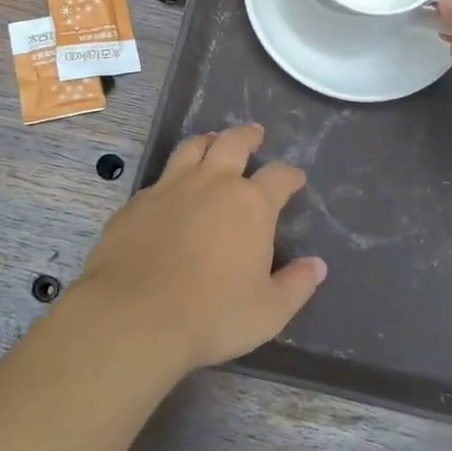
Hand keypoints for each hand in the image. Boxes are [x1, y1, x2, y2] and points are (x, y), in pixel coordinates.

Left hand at [73, 125, 326, 374]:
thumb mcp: (269, 311)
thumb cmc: (213, 315)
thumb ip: (296, 285)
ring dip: (207, 142)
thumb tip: (317, 265)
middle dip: (248, 136)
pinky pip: (160, 178)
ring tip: (212, 142)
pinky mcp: (137, 203)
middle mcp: (212, 183)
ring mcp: (170, 188)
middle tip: (254, 133)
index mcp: (251, 204)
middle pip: (233, 143)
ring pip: (192, 149)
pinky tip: (171, 190)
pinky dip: (173, 175)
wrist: (134, 317)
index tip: (295, 178)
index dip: (290, 175)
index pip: (279, 176)